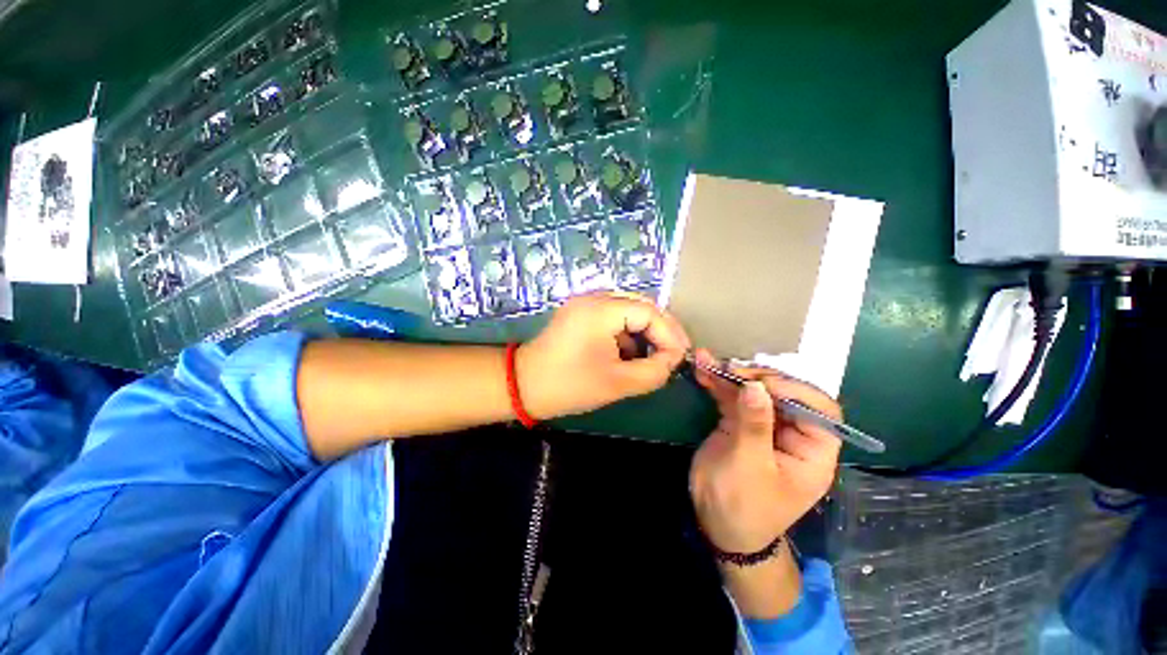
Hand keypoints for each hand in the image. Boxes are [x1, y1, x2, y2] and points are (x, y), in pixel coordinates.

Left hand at [516, 293, 689, 419]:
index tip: (680, 358)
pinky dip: (626, 334)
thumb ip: (654, 371)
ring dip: (644, 333)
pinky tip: (629, 354)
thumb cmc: (568, 385)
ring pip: (628, 311)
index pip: (649, 312)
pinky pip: (613, 317)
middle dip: (660, 330)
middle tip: (673, 354)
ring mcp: (584, 304)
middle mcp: (593, 298)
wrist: (523, 386)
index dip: (670, 334)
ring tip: (654, 357)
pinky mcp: (580, 315)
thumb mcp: (617, 383)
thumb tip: (672, 359)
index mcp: (600, 310)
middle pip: (640, 306)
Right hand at [689, 350, 840, 553]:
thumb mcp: (750, 467)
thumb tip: (756, 386)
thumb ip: (754, 426)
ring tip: (710, 361)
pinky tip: (704, 369)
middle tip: (731, 370)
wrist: (715, 524)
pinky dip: (717, 384)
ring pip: (753, 392)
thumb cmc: (743, 506)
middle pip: (783, 394)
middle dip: (757, 378)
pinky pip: (731, 398)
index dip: (796, 391)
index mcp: (812, 451)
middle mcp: (791, 433)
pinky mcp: (738, 423)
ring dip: (731, 375)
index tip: (763, 384)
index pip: (819, 411)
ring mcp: (762, 426)